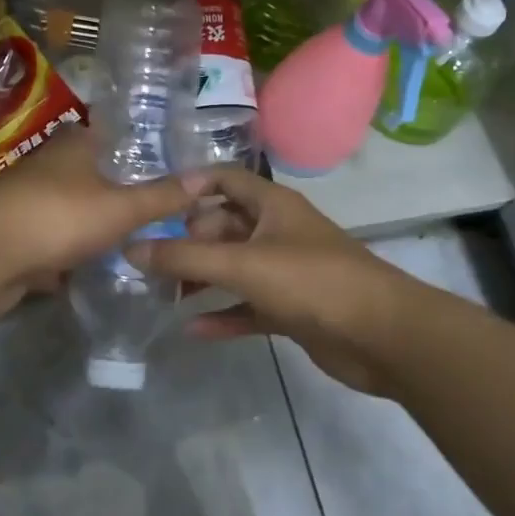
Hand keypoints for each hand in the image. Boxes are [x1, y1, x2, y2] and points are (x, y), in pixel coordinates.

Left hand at [0, 126, 207, 318]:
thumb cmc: (57, 216)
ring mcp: (29, 205)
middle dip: (119, 194)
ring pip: (72, 213)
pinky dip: (71, 258)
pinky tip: (97, 273)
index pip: (109, 135)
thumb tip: (205, 179)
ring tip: (137, 245)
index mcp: (74, 147)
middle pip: (91, 176)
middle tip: (161, 213)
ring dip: (94, 228)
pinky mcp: (16, 241)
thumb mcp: (120, 207)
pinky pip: (54, 246)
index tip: (167, 165)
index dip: (136, 147)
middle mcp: (50, 168)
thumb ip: (161, 197)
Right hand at [126, 164, 403, 393]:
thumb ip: (184, 258)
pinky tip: (192, 329)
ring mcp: (286, 271)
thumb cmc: (311, 282)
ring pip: (233, 268)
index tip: (153, 205)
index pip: (224, 179)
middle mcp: (277, 232)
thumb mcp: (242, 265)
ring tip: (162, 294)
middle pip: (223, 226)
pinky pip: (248, 306)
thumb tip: (131, 249)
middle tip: (149, 261)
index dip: (190, 186)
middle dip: (188, 241)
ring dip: (201, 279)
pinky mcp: (292, 309)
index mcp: (271, 205)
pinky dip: (223, 314)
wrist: (383, 336)